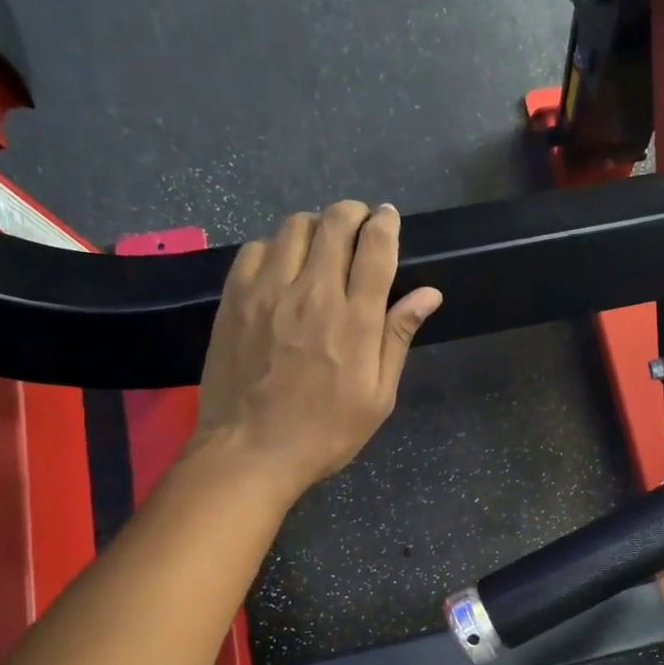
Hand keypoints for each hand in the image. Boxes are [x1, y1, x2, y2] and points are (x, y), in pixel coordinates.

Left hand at [193, 201, 441, 496]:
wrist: (250, 451)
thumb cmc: (325, 431)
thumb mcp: (378, 396)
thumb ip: (398, 338)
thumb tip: (428, 293)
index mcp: (356, 320)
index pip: (376, 249)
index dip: (386, 224)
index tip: (390, 217)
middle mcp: (313, 293)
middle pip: (335, 224)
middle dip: (354, 213)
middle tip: (360, 221)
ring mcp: (268, 291)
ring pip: (294, 227)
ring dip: (316, 225)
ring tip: (323, 241)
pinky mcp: (235, 298)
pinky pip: (256, 248)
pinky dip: (276, 246)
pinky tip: (282, 266)